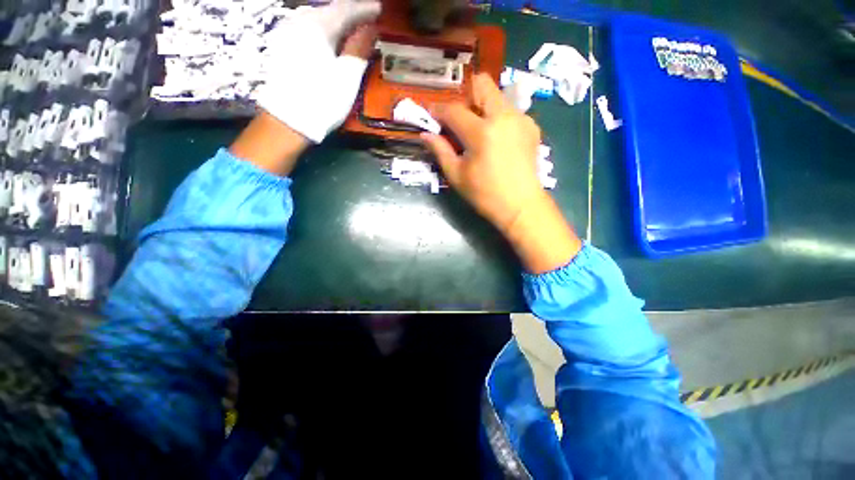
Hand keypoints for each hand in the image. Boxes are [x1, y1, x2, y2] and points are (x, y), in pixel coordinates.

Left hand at [254, 0, 380, 143]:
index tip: (379, 9)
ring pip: (317, 17)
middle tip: (367, 17)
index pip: (346, 9)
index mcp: (318, 25)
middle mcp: (300, 20)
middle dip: (350, 13)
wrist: (289, 119)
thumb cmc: (323, 98)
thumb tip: (371, 28)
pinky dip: (323, 29)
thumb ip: (360, 48)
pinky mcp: (282, 45)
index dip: (365, 9)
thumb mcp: (347, 75)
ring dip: (336, 21)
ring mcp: (288, 31)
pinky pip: (307, 27)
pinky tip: (329, 36)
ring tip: (351, 26)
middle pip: (330, 10)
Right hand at [422, 74, 581, 273]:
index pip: (454, 110)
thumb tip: (425, 134)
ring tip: (477, 132)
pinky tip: (496, 140)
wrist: (521, 205)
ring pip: (497, 96)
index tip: (431, 114)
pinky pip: (509, 110)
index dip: (438, 110)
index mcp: (482, 132)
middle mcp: (504, 116)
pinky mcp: (531, 126)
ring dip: (482, 107)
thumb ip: (440, 151)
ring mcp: (521, 119)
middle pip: (482, 84)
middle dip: (465, 97)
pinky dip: (497, 118)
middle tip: (459, 120)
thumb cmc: (485, 195)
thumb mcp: (457, 176)